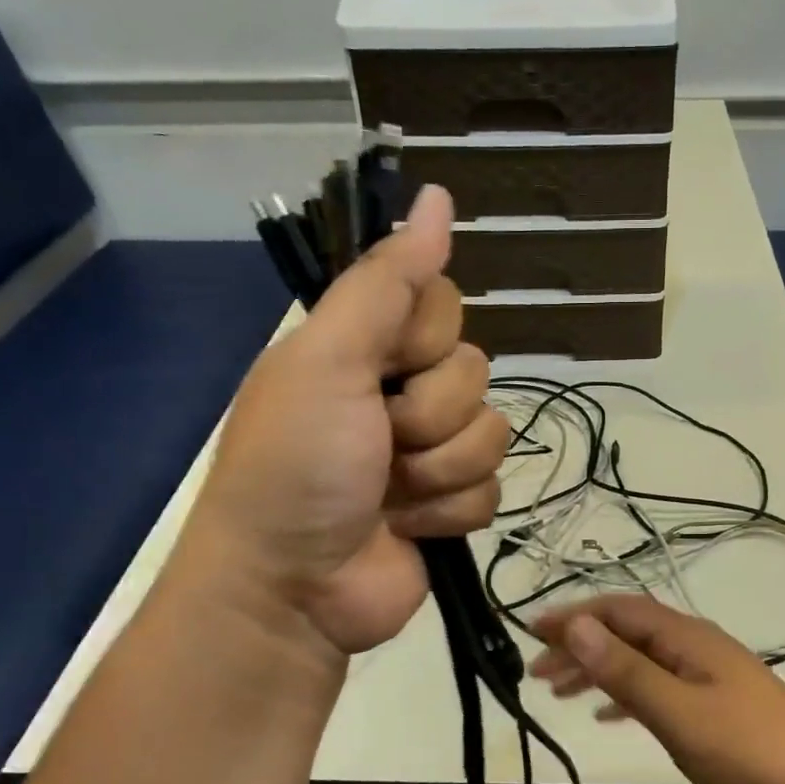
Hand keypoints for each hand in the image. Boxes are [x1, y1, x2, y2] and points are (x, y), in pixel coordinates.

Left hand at [185, 185, 509, 663]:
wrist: (293, 588)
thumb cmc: (297, 465)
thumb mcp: (329, 360)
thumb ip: (386, 283)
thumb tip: (437, 195)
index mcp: (364, 347)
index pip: (443, 304)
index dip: (426, 338)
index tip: (386, 366)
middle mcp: (399, 392)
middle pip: (475, 371)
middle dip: (429, 416)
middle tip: (379, 443)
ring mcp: (429, 452)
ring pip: (491, 433)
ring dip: (439, 470)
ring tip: (390, 495)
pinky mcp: (451, 506)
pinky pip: (492, 488)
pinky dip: (448, 512)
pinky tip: (408, 527)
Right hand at [529, 595, 784, 783]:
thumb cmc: (747, 749)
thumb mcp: (677, 710)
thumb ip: (626, 670)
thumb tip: (576, 626)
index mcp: (688, 638)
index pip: (620, 611)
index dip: (575, 617)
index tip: (531, 633)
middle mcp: (696, 648)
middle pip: (628, 634)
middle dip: (581, 646)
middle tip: (536, 672)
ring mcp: (708, 679)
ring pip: (641, 663)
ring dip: (600, 671)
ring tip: (560, 692)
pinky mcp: (716, 710)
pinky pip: (658, 690)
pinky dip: (627, 696)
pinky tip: (609, 715)